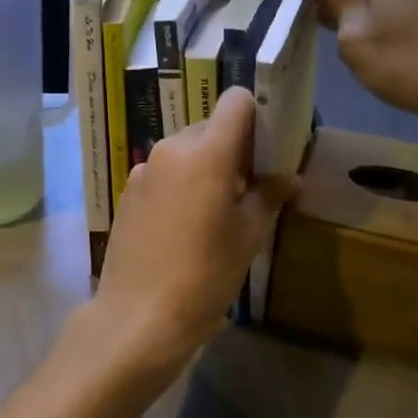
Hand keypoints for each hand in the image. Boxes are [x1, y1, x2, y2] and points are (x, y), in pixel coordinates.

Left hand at [87, 89, 297, 385]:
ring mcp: (143, 170)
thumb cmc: (204, 275)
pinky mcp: (128, 192)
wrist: (138, 316)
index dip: (257, 116)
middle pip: (210, 126)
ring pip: (185, 150)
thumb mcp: (248, 236)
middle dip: (233, 147)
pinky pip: (164, 173)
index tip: (268, 148)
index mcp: (205, 151)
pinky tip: (185, 225)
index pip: (235, 101)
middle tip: (249, 186)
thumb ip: (269, 196)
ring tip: (217, 210)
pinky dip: (180, 184)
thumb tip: (289, 177)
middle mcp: (170, 148)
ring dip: (205, 166)